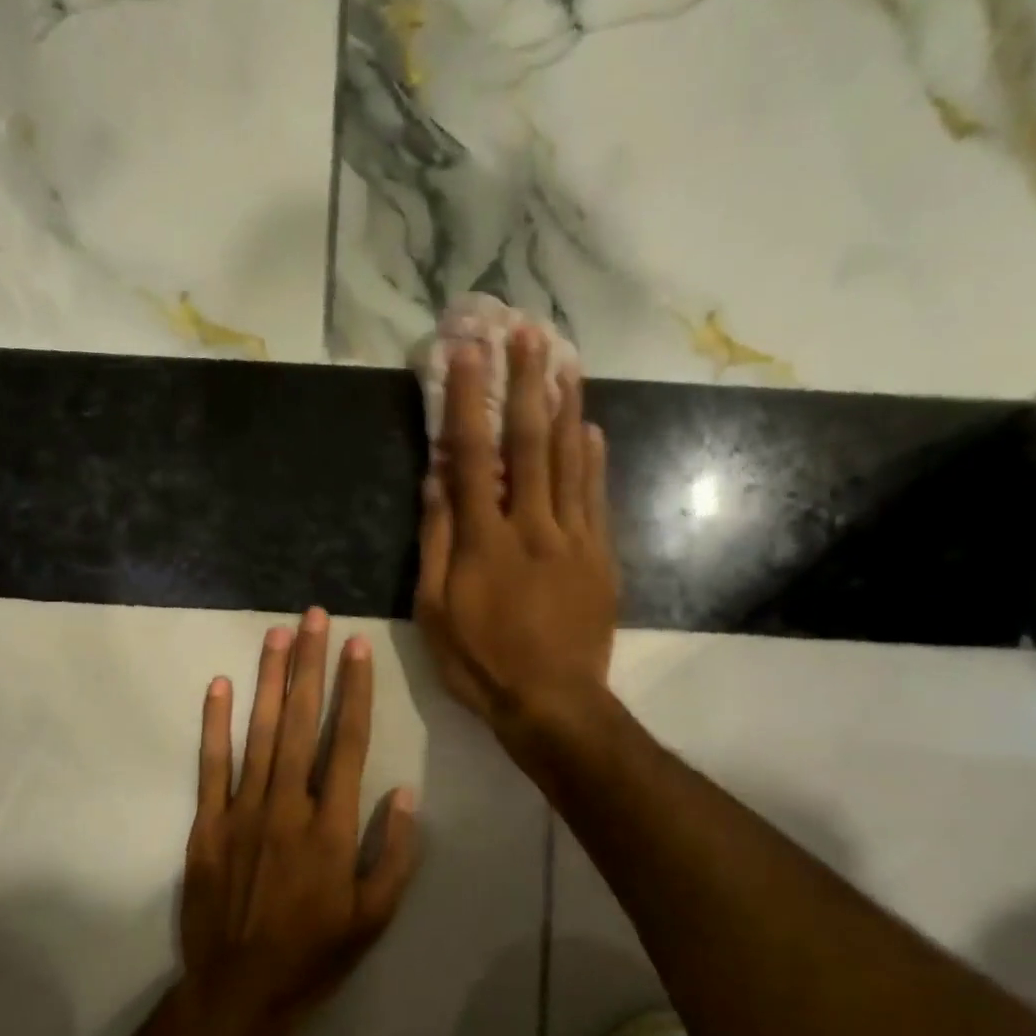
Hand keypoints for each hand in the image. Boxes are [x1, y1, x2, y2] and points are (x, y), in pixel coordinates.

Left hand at [179, 609, 419, 1035]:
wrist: (238, 992)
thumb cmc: (315, 955)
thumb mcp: (375, 916)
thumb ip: (394, 852)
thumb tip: (404, 791)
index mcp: (332, 826)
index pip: (348, 741)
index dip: (354, 690)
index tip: (356, 646)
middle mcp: (288, 805)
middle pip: (301, 722)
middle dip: (309, 665)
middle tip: (314, 616)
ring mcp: (243, 811)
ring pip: (258, 732)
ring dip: (268, 680)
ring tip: (277, 634)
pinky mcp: (208, 825)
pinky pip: (211, 765)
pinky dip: (214, 724)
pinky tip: (219, 686)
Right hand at [415, 325, 617, 744]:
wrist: (553, 703)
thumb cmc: (481, 663)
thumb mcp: (434, 611)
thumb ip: (435, 541)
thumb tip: (434, 479)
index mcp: (484, 540)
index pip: (472, 455)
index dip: (467, 400)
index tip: (466, 352)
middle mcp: (532, 526)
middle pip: (530, 443)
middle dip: (527, 383)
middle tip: (528, 332)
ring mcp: (574, 539)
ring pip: (571, 462)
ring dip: (566, 406)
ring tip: (566, 360)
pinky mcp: (600, 558)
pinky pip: (597, 498)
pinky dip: (594, 460)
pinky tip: (592, 429)